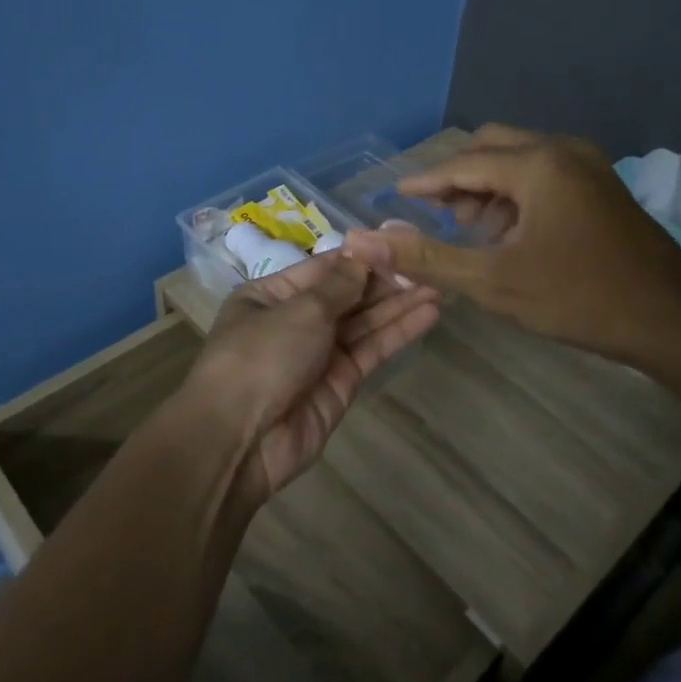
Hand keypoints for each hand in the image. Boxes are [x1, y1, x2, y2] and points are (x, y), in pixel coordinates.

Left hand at [180, 252, 439, 504]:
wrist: (241, 439)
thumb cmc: (262, 356)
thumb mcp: (300, 309)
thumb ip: (339, 284)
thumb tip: (363, 256)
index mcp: (270, 295)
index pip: (323, 268)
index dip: (361, 257)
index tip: (399, 242)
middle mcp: (294, 321)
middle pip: (346, 294)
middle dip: (384, 280)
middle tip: (429, 263)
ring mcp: (318, 354)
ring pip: (364, 322)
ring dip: (398, 304)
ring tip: (439, 284)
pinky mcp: (340, 383)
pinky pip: (371, 349)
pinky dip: (398, 332)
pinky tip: (427, 313)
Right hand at [341, 124, 680, 364]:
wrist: (671, 319)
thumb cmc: (578, 298)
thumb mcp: (493, 282)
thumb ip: (427, 258)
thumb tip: (367, 242)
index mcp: (537, 165)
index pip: (463, 163)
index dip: (425, 180)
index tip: (396, 194)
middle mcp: (562, 150)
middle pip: (491, 146)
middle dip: (459, 176)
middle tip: (437, 214)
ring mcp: (588, 164)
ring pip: (520, 157)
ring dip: (488, 184)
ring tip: (472, 228)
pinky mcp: (602, 184)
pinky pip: (545, 170)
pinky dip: (517, 191)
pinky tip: (511, 231)